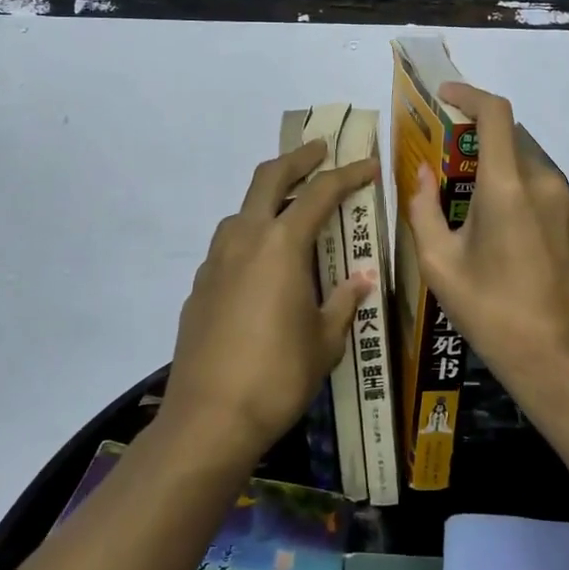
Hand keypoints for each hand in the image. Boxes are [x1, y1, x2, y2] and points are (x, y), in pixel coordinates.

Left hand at [163, 140, 377, 460]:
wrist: (209, 419)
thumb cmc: (278, 376)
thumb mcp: (324, 340)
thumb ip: (344, 302)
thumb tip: (363, 278)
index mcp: (281, 245)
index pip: (320, 193)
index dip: (348, 175)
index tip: (369, 165)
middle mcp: (244, 240)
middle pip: (268, 178)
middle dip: (297, 159)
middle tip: (320, 150)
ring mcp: (215, 261)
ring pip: (242, 210)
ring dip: (268, 198)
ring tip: (291, 211)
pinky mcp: (199, 286)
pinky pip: (228, 245)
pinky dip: (250, 237)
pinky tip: (263, 265)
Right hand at [404, 83, 568, 399]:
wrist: (560, 359)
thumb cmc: (493, 312)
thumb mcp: (440, 264)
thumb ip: (424, 210)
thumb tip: (422, 174)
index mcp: (508, 186)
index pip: (496, 113)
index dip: (468, 95)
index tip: (442, 96)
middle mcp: (541, 181)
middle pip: (507, 133)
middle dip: (471, 133)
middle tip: (435, 153)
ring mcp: (561, 200)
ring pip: (521, 156)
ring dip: (489, 157)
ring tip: (453, 185)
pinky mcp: (568, 218)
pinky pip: (533, 180)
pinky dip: (505, 178)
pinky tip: (481, 212)